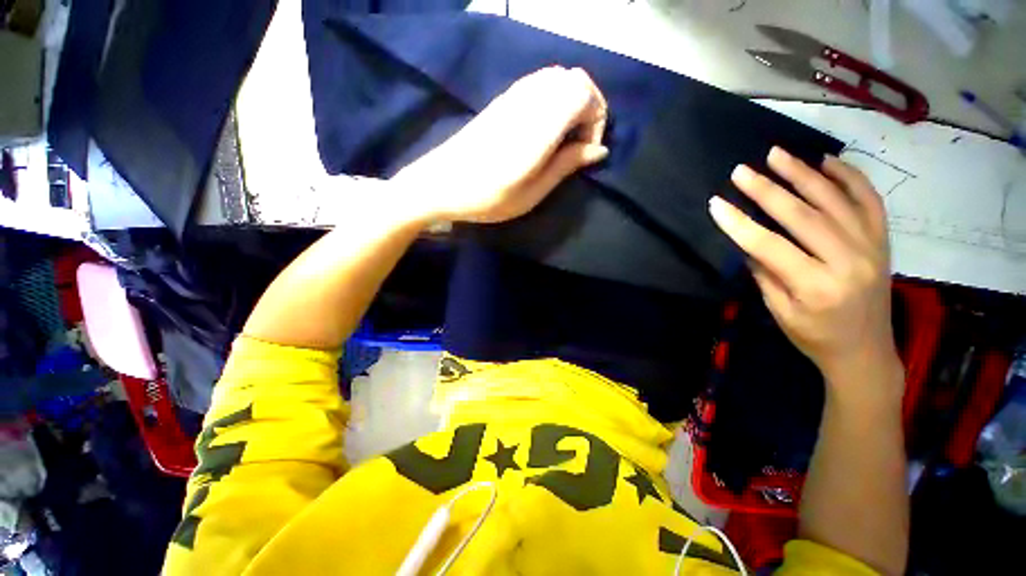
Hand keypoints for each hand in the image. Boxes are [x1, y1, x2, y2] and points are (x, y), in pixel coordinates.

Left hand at [393, 66, 608, 223]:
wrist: (441, 183)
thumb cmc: (487, 197)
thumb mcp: (531, 193)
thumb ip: (566, 165)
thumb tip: (599, 150)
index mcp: (538, 126)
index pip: (583, 92)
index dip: (597, 117)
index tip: (587, 149)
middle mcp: (528, 101)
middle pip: (575, 79)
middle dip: (589, 108)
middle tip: (580, 142)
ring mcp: (512, 96)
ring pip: (557, 78)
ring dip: (571, 103)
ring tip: (564, 138)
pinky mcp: (502, 99)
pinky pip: (539, 84)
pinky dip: (553, 99)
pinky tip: (545, 128)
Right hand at [710, 147, 901, 388]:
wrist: (866, 351)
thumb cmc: (814, 336)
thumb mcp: (779, 312)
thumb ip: (765, 273)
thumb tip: (749, 241)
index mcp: (816, 286)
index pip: (769, 245)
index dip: (739, 223)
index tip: (716, 203)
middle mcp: (848, 261)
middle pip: (802, 215)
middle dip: (767, 190)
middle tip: (742, 170)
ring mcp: (871, 247)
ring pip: (835, 200)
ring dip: (803, 173)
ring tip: (777, 154)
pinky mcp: (882, 241)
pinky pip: (870, 200)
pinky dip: (850, 177)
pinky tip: (828, 161)